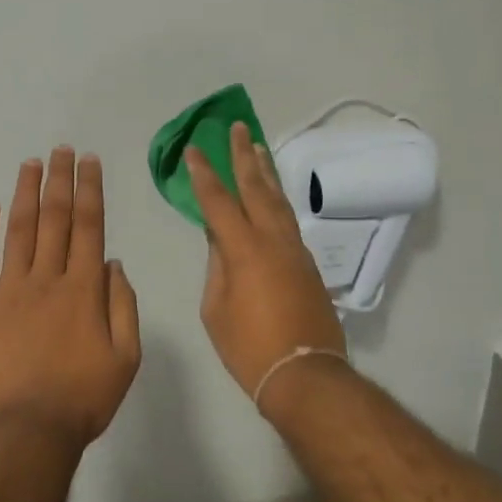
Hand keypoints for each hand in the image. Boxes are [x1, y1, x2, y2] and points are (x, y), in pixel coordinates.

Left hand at [0, 147, 141, 444]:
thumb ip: (123, 305)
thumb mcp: (126, 357)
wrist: (28, 432)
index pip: (89, 226)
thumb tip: (113, 263)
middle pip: (54, 219)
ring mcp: (8, 291)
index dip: (89, 189)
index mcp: (84, 289)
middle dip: (59, 180)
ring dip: (25, 194)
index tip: (88, 161)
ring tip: (30, 164)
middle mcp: (46, 279)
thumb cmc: (84, 397)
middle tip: (60, 149)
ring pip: (19, 231)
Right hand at [186, 123, 346, 399]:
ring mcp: (295, 249)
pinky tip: (271, 195)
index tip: (194, 150)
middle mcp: (273, 239)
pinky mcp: (307, 263)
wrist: (305, 373)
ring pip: (278, 200)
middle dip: (243, 156)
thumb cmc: (249, 347)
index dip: (204, 174)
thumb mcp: (216, 309)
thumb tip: (220, 240)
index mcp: (244, 249)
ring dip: (265, 172)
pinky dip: (277, 200)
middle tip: (237, 128)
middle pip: (256, 188)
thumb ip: (217, 268)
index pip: (219, 201)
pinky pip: (288, 220)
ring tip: (256, 148)